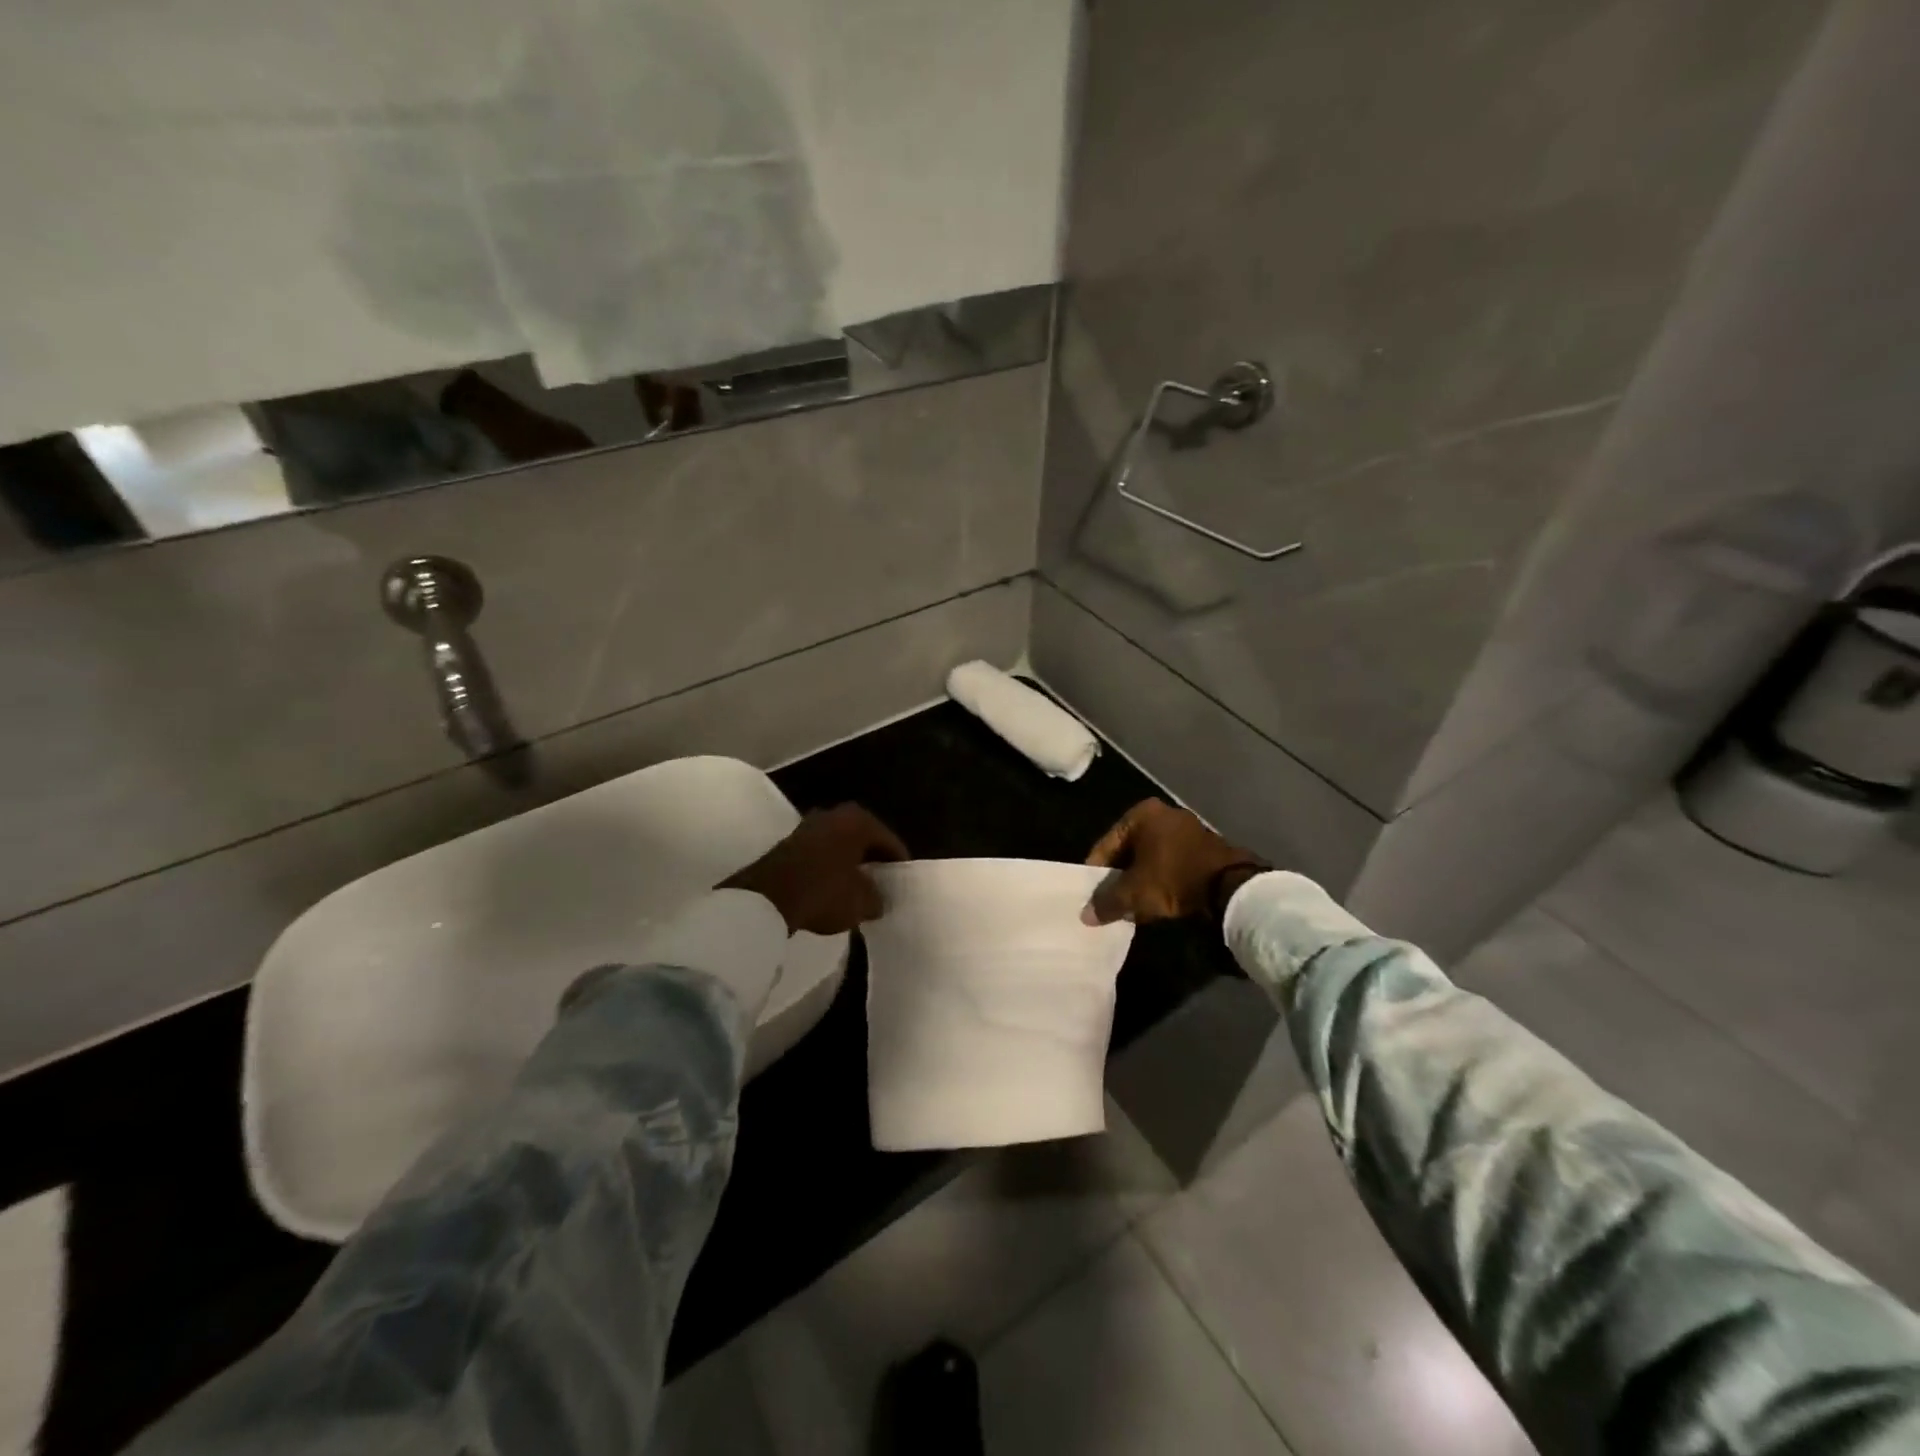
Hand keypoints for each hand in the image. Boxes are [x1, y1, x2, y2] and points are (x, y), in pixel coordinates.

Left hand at [721, 803, 908, 935]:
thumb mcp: (861, 903)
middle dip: (872, 859)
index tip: (903, 881)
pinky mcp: (788, 842)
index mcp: (858, 821)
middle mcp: (834, 814)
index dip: (898, 862)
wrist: (766, 899)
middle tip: (882, 882)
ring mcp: (807, 826)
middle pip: (863, 838)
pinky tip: (832, 887)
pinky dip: (828, 867)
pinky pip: (820, 853)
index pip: (889, 841)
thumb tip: (877, 899)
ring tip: (857, 887)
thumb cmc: (824, 892)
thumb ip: (877, 899)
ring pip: (839, 844)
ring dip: (848, 862)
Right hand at [1081, 798, 1264, 925]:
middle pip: (1130, 850)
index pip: (1107, 844)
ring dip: (1141, 880)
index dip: (1096, 872)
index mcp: (1142, 814)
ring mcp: (1187, 829)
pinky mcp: (1204, 847)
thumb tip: (1086, 916)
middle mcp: (1164, 814)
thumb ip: (1107, 902)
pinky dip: (1162, 880)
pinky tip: (1156, 902)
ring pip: (1151, 858)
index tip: (1091, 894)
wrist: (1230, 887)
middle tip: (1110, 901)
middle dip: (1120, 877)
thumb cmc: (1172, 878)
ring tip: (1131, 906)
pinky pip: (1172, 864)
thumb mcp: (1134, 893)